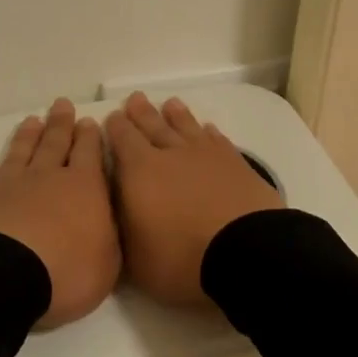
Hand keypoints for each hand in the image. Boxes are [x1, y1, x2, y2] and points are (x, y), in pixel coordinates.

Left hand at [0, 97, 120, 328]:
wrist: (1, 277)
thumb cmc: (65, 273)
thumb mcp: (107, 263)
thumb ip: (108, 235)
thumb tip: (105, 218)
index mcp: (83, 188)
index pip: (89, 154)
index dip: (89, 137)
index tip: (89, 120)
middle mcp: (45, 178)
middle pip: (54, 144)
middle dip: (60, 124)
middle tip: (62, 104)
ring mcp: (7, 186)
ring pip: (19, 153)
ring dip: (26, 137)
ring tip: (32, 120)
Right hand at [105, 92, 281, 307]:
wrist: (245, 252)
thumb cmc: (181, 258)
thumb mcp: (134, 257)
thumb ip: (122, 227)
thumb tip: (116, 208)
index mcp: (140, 171)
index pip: (123, 139)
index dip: (116, 127)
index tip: (112, 116)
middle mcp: (171, 154)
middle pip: (153, 125)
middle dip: (141, 113)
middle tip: (135, 98)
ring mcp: (206, 155)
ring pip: (186, 127)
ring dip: (176, 115)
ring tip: (170, 103)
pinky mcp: (236, 163)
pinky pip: (217, 140)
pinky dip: (209, 133)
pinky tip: (207, 129)